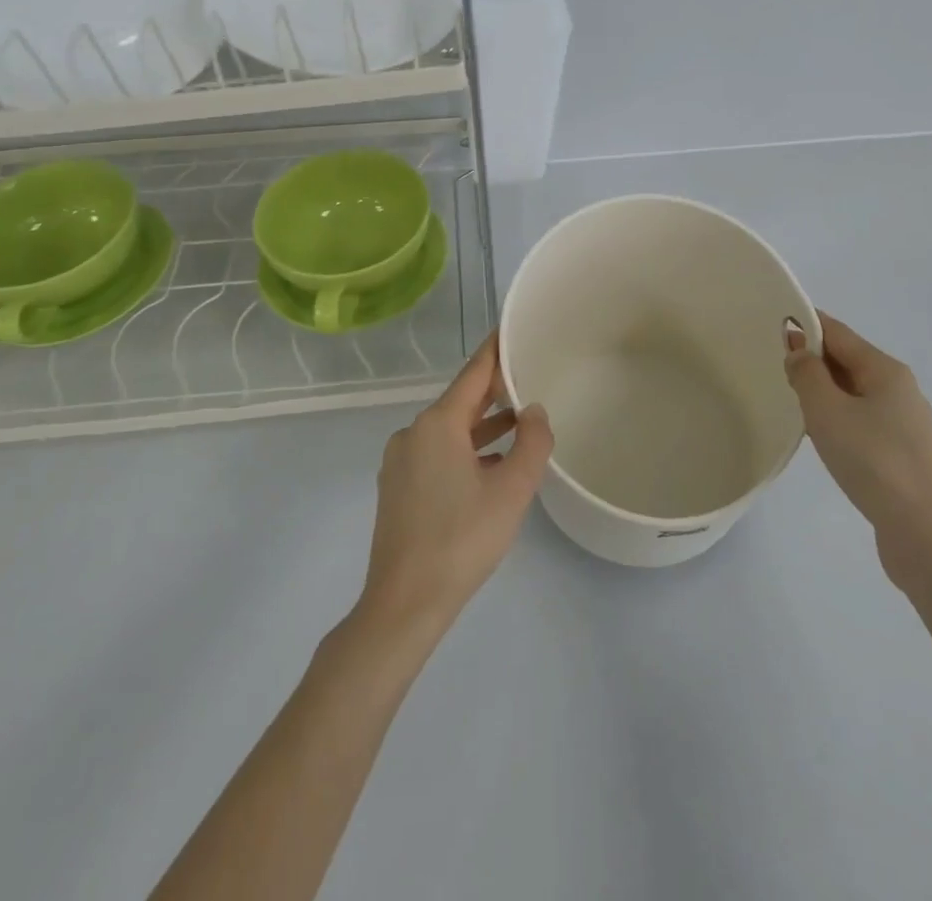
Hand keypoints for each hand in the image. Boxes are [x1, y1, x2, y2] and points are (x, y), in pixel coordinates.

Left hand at [359, 333, 552, 635]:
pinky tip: (491, 465)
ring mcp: (401, 461)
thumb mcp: (511, 491)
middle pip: (461, 400)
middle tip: (527, 375)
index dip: (495, 349)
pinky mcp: (398, 487)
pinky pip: (437, 453)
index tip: (511, 327)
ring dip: (483, 426)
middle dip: (494, 390)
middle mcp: (414, 433)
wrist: (405, 602)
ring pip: (450, 430)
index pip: (473, 373)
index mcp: (437, 424)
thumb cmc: (462, 540)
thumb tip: (533, 411)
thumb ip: (531, 443)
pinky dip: (466, 450)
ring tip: (519, 421)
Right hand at [785, 312, 931, 585]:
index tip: (773, 323)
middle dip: (813, 358)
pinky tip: (821, 437)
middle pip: (848, 361)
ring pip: (854, 394)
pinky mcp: (902, 456)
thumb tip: (798, 351)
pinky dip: (837, 418)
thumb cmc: (873, 461)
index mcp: (885, 370)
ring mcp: (905, 425)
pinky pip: (862, 422)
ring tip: (791, 400)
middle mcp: (900, 390)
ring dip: (824, 391)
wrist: (927, 533)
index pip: (838, 333)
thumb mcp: (827, 410)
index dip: (806, 325)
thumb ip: (807, 374)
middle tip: (774, 364)